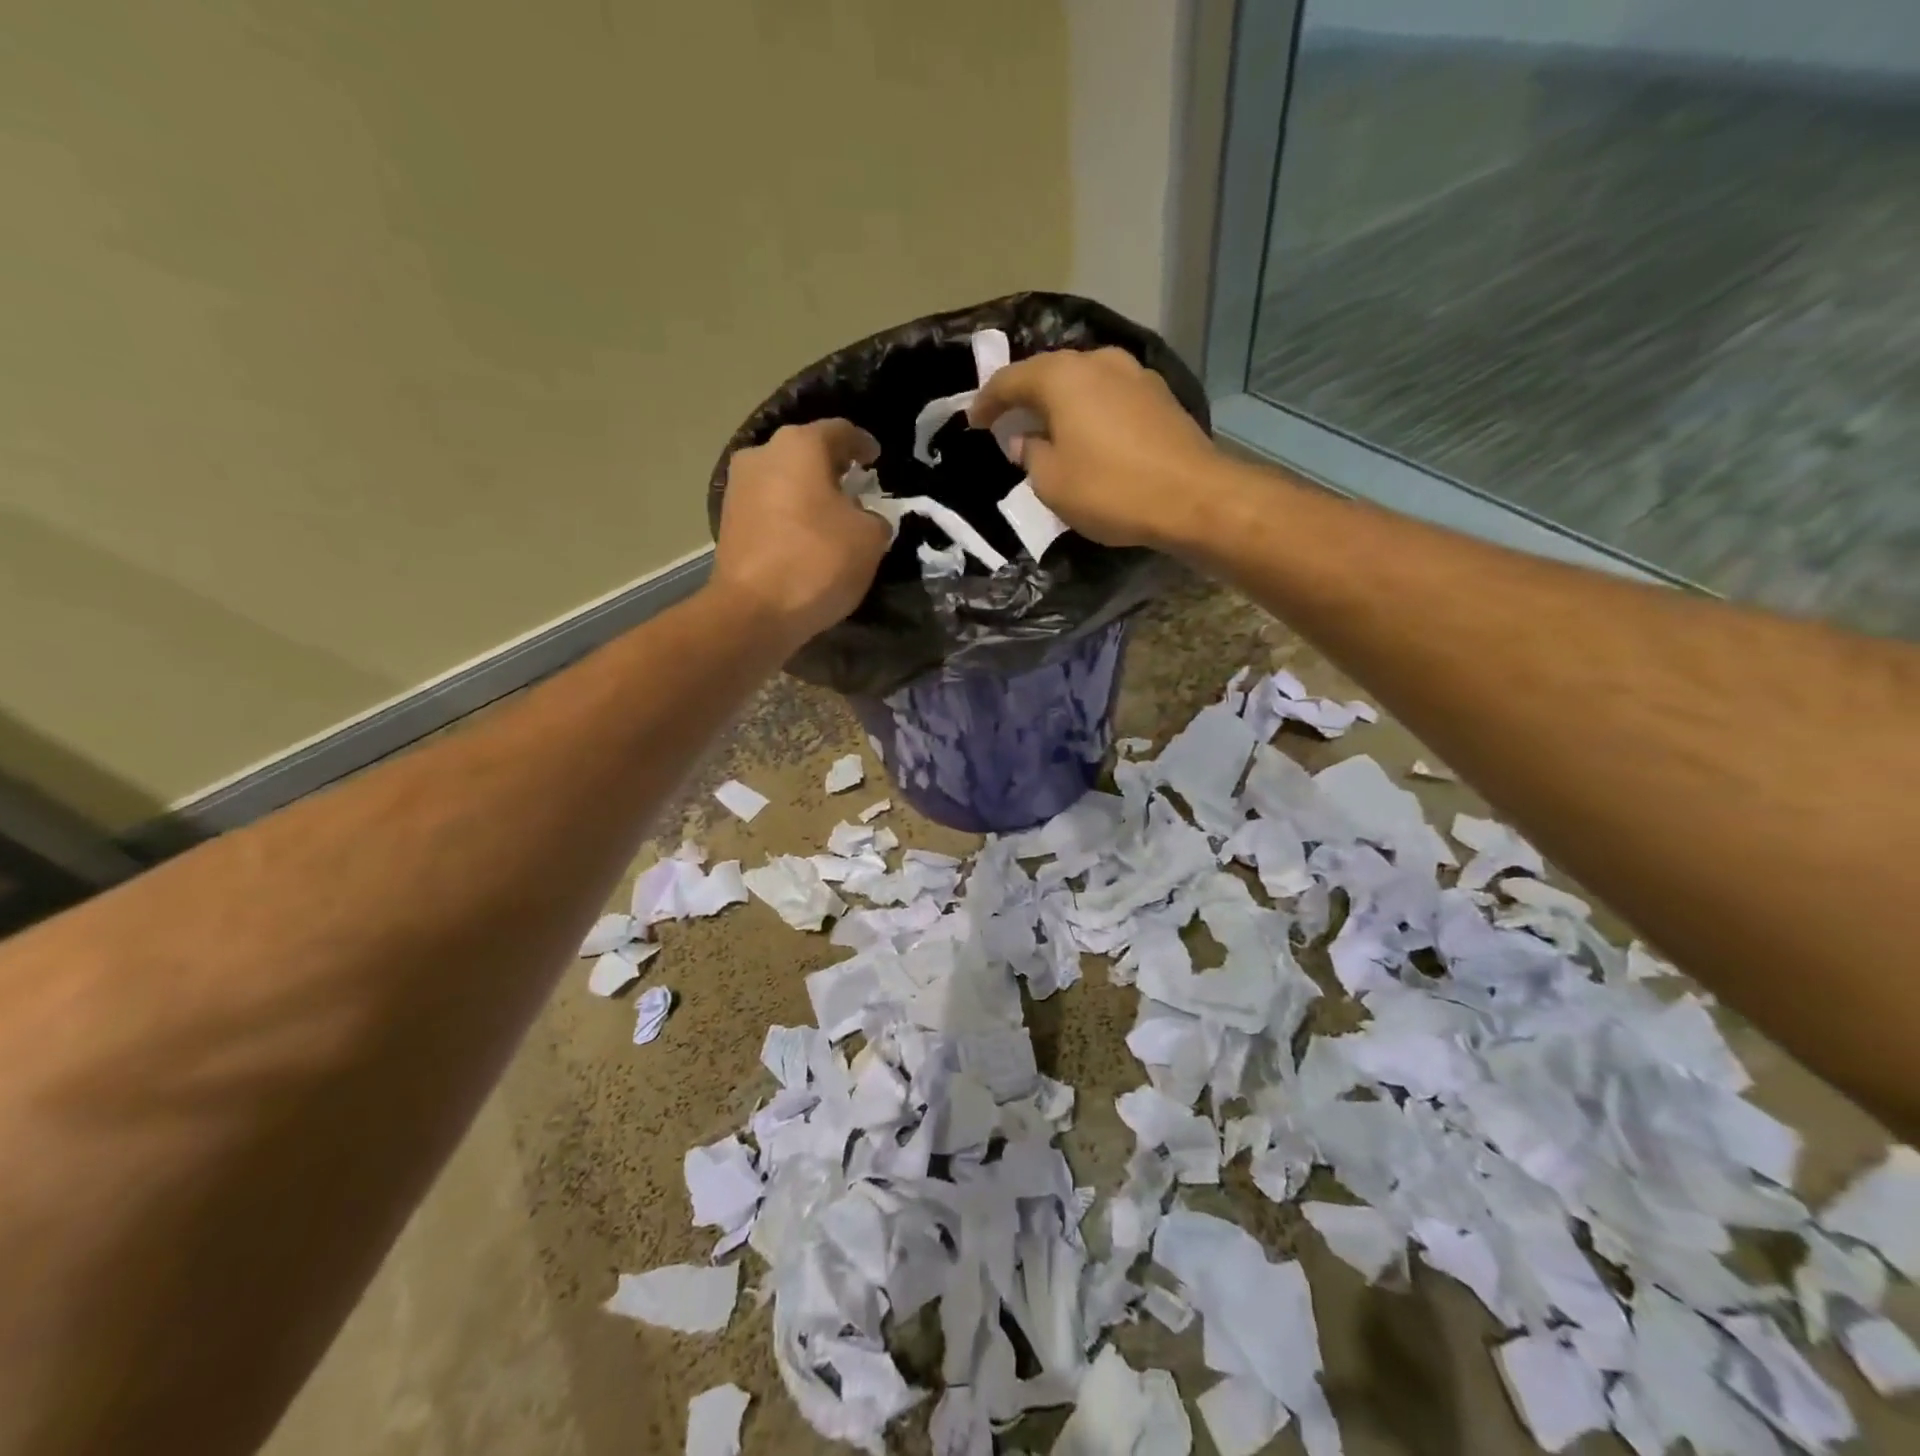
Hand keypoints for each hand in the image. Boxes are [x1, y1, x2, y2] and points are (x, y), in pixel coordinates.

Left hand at [709, 420, 891, 646]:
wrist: (754, 612)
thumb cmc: (818, 562)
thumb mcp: (870, 538)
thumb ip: (874, 518)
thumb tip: (863, 518)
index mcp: (800, 445)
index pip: (841, 431)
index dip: (863, 444)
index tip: (876, 458)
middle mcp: (762, 454)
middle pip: (806, 453)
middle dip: (832, 469)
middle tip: (855, 488)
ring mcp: (738, 487)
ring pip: (784, 480)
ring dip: (808, 494)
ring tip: (831, 517)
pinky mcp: (727, 521)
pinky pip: (769, 508)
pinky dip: (789, 516)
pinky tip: (805, 538)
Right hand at [967, 347, 1221, 549]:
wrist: (1192, 498)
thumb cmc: (1109, 490)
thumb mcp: (1052, 483)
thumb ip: (1030, 455)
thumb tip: (1024, 440)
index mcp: (1063, 376)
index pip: (1011, 380)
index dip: (987, 401)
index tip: (973, 421)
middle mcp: (1099, 362)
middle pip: (1050, 373)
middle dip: (1027, 398)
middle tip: (1009, 423)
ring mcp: (1136, 374)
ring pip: (1084, 383)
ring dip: (1063, 405)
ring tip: (1050, 431)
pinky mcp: (1161, 396)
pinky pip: (1111, 398)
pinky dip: (1092, 413)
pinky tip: (1090, 437)